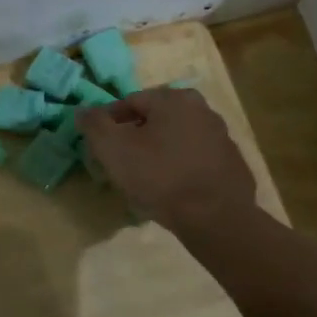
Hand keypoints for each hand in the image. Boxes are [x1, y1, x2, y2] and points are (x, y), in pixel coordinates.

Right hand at [76, 87, 256, 232]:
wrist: (215, 218)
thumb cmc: (160, 177)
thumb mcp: (113, 149)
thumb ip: (94, 124)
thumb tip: (83, 110)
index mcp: (174, 98)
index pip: (129, 102)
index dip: (109, 123)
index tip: (100, 147)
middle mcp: (202, 109)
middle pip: (155, 119)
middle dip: (135, 136)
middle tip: (121, 163)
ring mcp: (221, 136)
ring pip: (176, 138)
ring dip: (158, 151)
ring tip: (145, 179)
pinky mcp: (232, 163)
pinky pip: (195, 159)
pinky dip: (180, 167)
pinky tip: (171, 189)